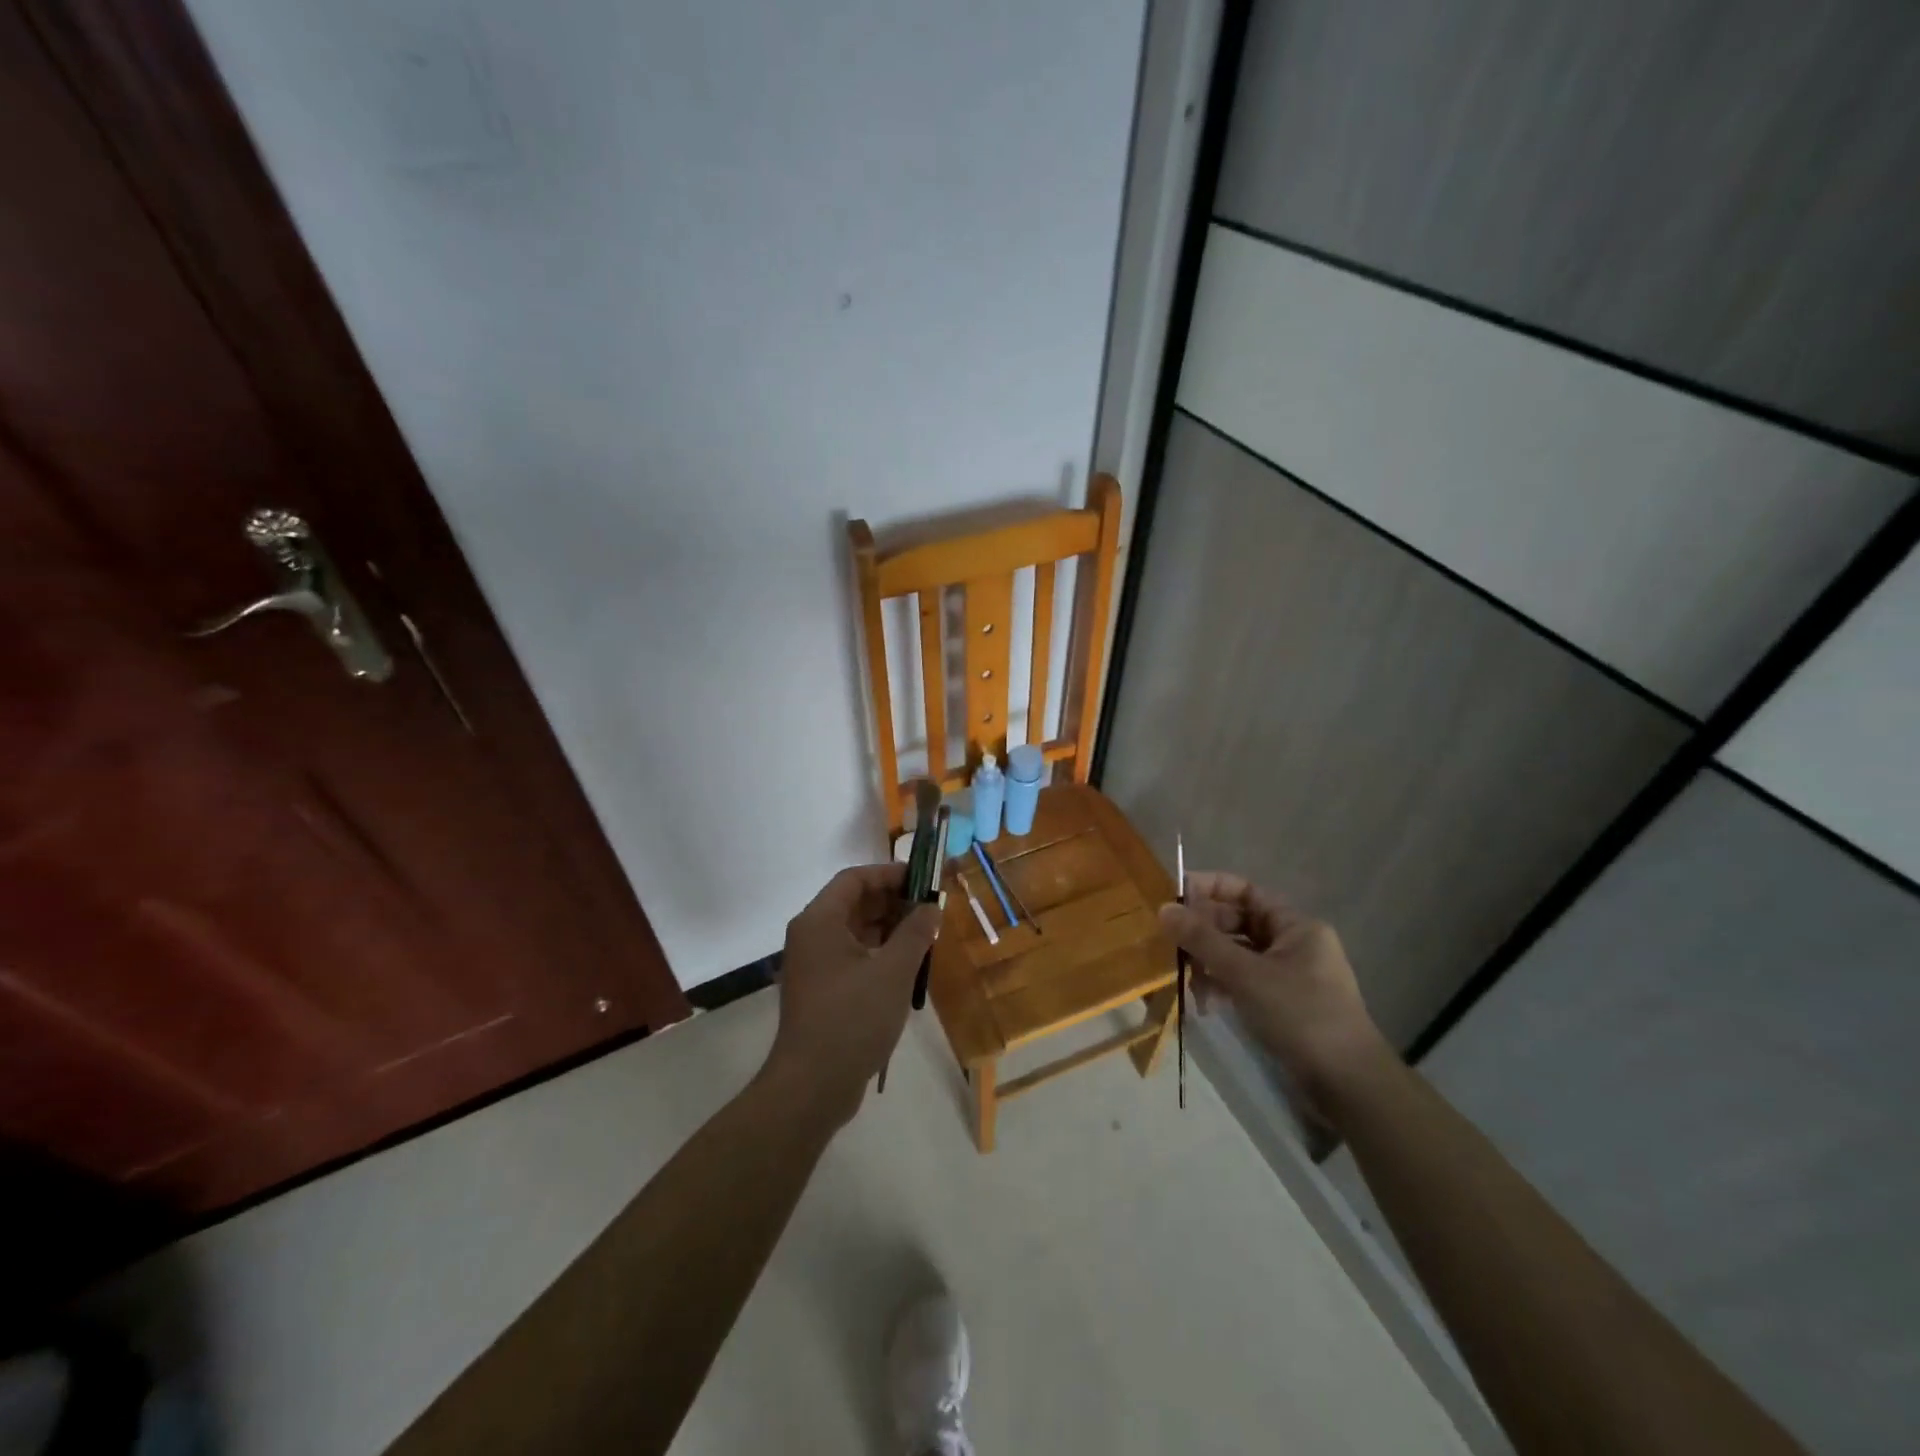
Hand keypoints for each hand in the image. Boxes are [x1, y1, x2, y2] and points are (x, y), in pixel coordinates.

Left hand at [762, 864, 941, 1125]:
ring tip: (926, 935)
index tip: (925, 880)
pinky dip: (880, 952)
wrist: (812, 1086)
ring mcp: (814, 965)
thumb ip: (916, 932)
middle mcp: (811, 936)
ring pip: (856, 931)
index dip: (890, 874)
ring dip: (890, 928)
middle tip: (932, 908)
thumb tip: (932, 907)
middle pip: (854, 903)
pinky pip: (853, 956)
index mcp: (819, 921)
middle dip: (894, 901)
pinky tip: (908, 964)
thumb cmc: (853, 1018)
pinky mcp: (822, 990)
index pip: (855, 879)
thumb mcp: (893, 971)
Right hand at [1159, 872, 1389, 1116]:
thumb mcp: (1245, 973)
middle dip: (1204, 933)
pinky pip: (1244, 982)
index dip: (1209, 888)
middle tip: (1172, 944)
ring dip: (1209, 964)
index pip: (1245, 891)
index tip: (1174, 896)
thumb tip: (1164, 908)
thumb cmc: (1300, 1014)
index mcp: (1295, 926)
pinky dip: (1223, 987)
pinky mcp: (1283, 1004)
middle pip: (1238, 923)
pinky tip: (1206, 1005)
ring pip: (1237, 955)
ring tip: (1188, 983)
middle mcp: (1294, 944)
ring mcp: (1289, 976)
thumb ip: (1203, 940)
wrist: (1348, 1084)